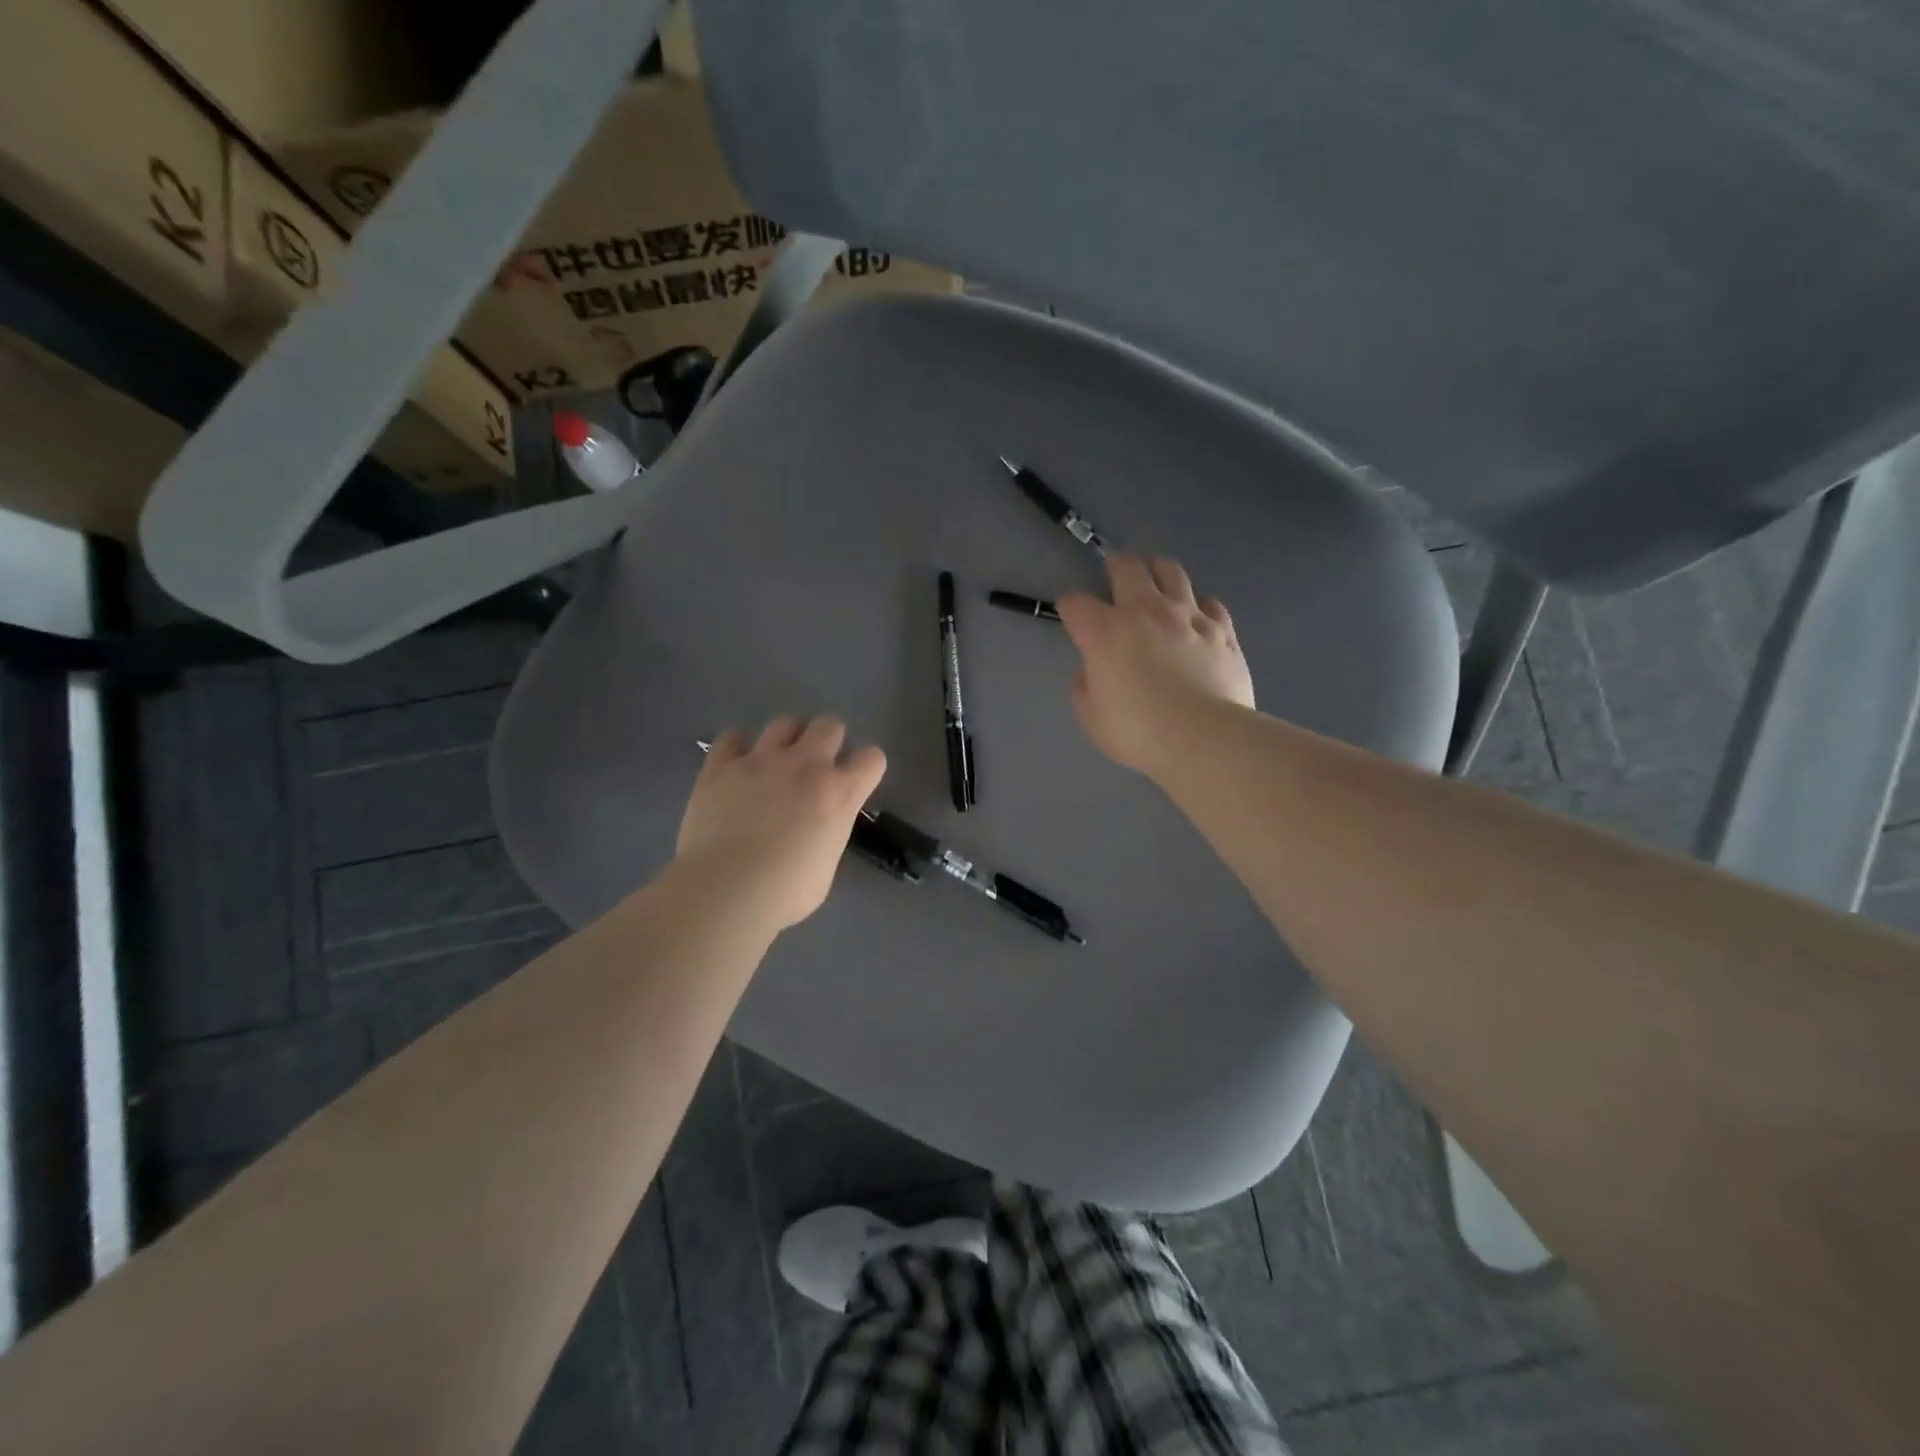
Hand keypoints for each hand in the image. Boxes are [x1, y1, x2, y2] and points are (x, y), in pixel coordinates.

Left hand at [675, 717, 886, 931]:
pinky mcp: (721, 765)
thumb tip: (817, 830)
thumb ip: (828, 835)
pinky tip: (736, 764)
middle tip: (816, 764)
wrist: (725, 891)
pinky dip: (737, 746)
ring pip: (784, 722)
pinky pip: (732, 736)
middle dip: (828, 739)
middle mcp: (805, 765)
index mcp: (839, 793)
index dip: (866, 767)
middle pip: (829, 725)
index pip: (872, 758)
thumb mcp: (826, 867)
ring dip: (787, 737)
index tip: (855, 781)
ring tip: (777, 759)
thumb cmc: (785, 892)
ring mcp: (761, 760)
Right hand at [1057, 554, 1253, 777]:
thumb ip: (1085, 688)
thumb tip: (1090, 672)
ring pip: (1171, 571)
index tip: (1072, 616)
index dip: (1070, 607)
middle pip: (1127, 567)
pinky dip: (1199, 605)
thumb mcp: (1092, 718)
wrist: (1204, 738)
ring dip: (1158, 571)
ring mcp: (1188, 616)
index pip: (1076, 603)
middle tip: (1115, 575)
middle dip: (1115, 566)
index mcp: (1105, 632)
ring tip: (1156, 580)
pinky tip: (1197, 617)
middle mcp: (1145, 611)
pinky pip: (1210, 603)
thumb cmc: (1138, 732)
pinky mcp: (1222, 630)